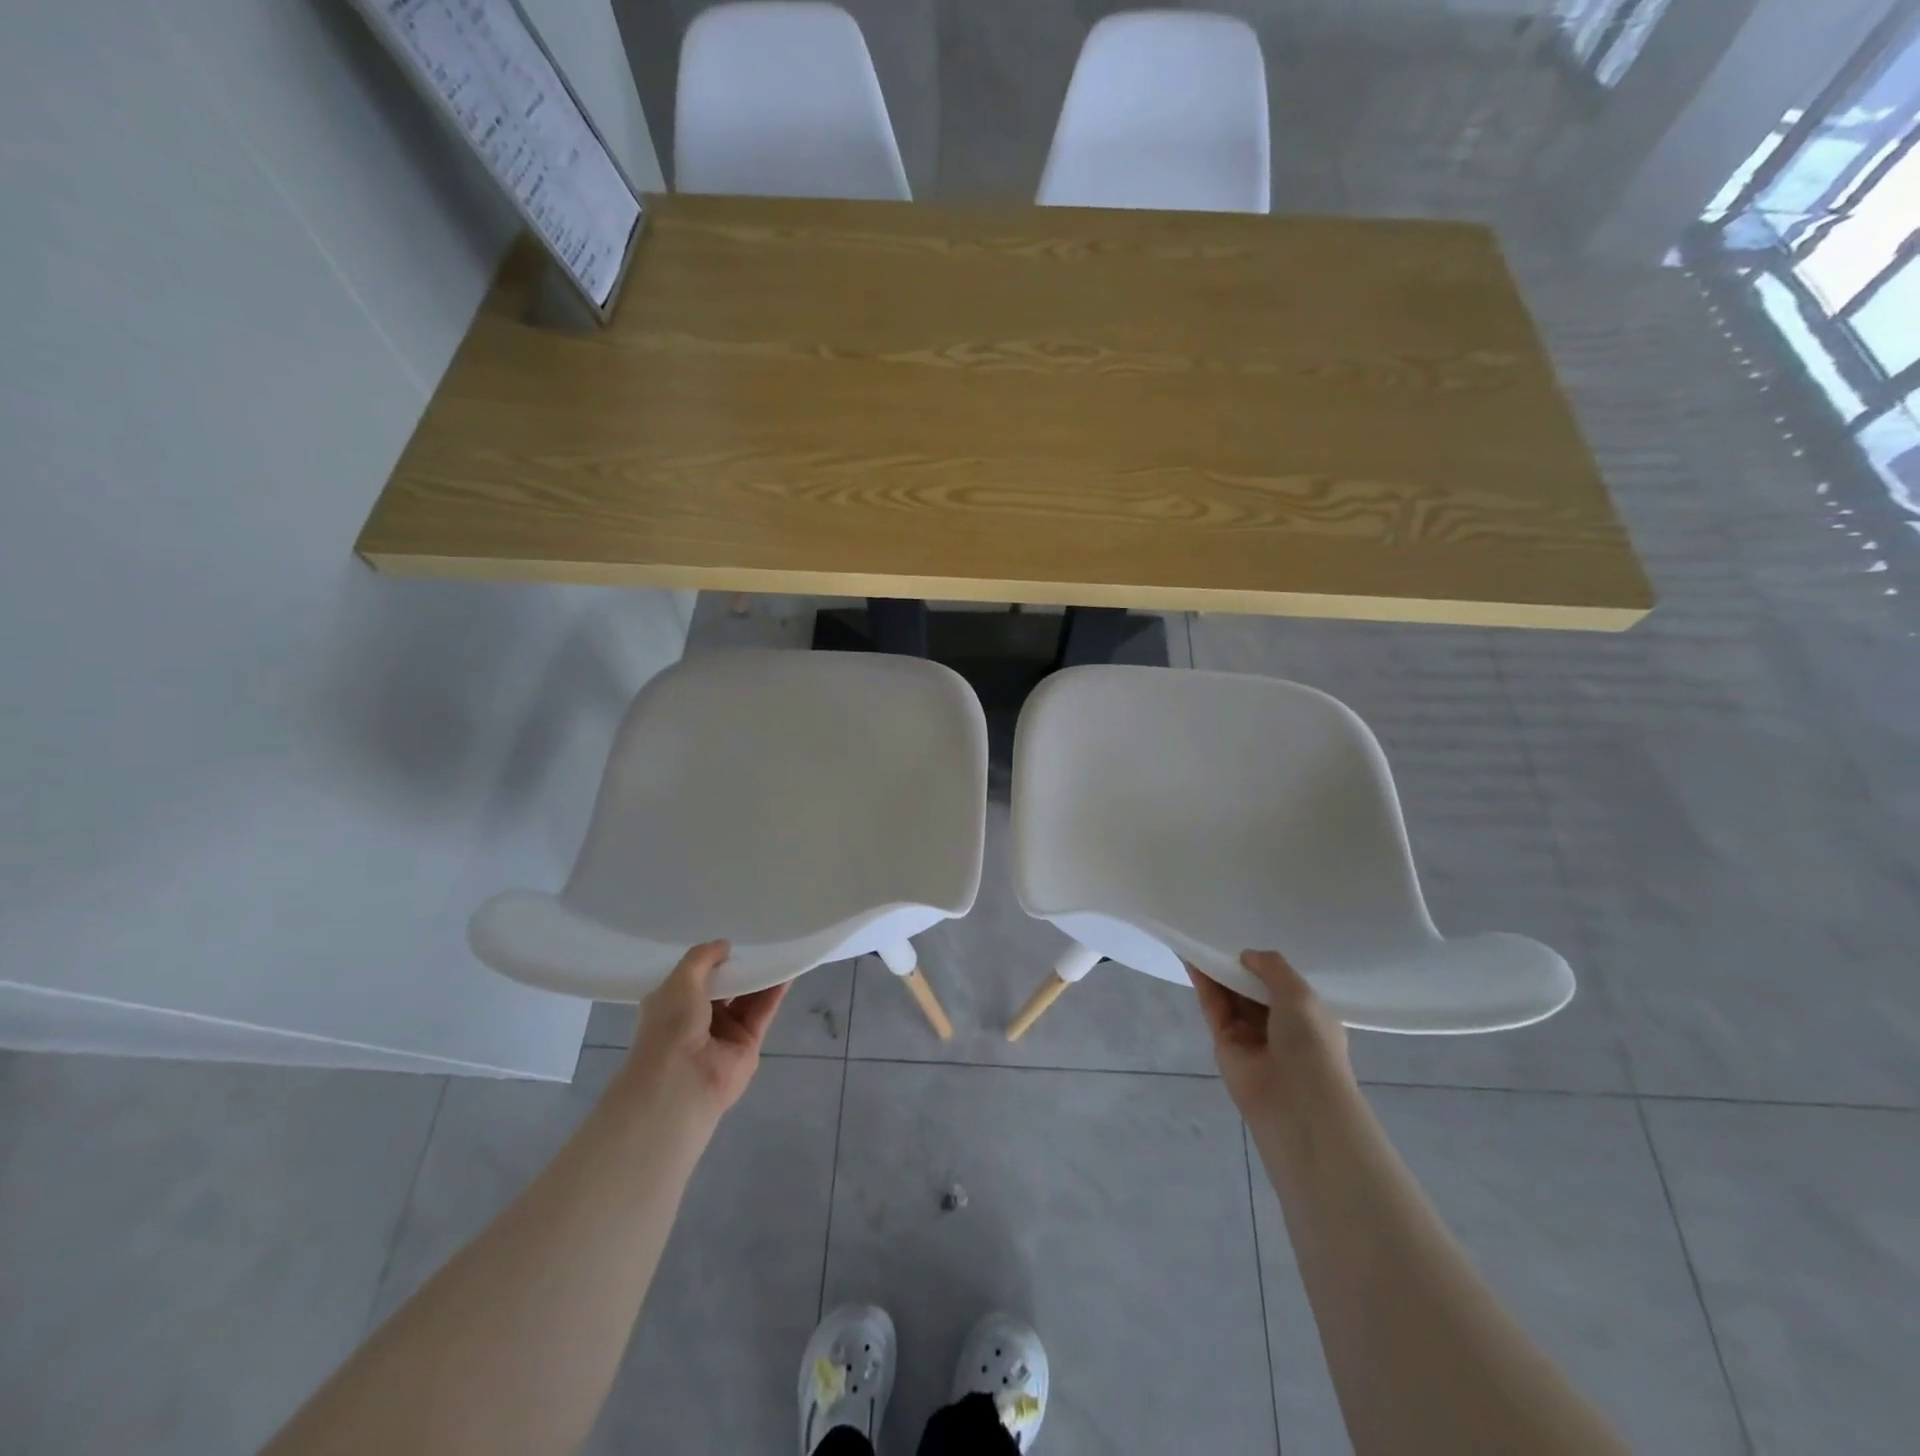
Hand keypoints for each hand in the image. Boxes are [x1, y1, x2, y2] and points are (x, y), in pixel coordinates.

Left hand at [619, 940, 788, 1123]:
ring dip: (760, 977)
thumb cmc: (671, 1026)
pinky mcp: (748, 1044)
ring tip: (778, 950)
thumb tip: (724, 945)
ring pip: (747, 999)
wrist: (682, 1081)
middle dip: (739, 967)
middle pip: (725, 987)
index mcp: (672, 1005)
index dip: (712, 960)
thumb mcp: (680, 980)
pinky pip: (763, 1012)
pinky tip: (787, 971)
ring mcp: (724, 1033)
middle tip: (759, 942)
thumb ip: (702, 958)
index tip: (731, 942)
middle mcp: (697, 1019)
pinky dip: (775, 992)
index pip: (695, 978)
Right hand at [1188, 950, 1350, 1124]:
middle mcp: (1280, 1026)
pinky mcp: (1224, 1043)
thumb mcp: (1300, 995)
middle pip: (1253, 988)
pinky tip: (1191, 957)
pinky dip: (1203, 983)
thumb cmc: (1311, 1044)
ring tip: (1198, 937)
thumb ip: (1273, 967)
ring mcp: (1251, 1035)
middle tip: (1218, 932)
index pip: (1285, 985)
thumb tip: (1246, 955)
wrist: (1295, 1102)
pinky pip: (1213, 1006)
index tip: (1249, 938)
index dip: (1266, 964)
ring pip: (1230, 995)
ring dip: (1216, 969)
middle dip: (1238, 965)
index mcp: (1309, 1017)